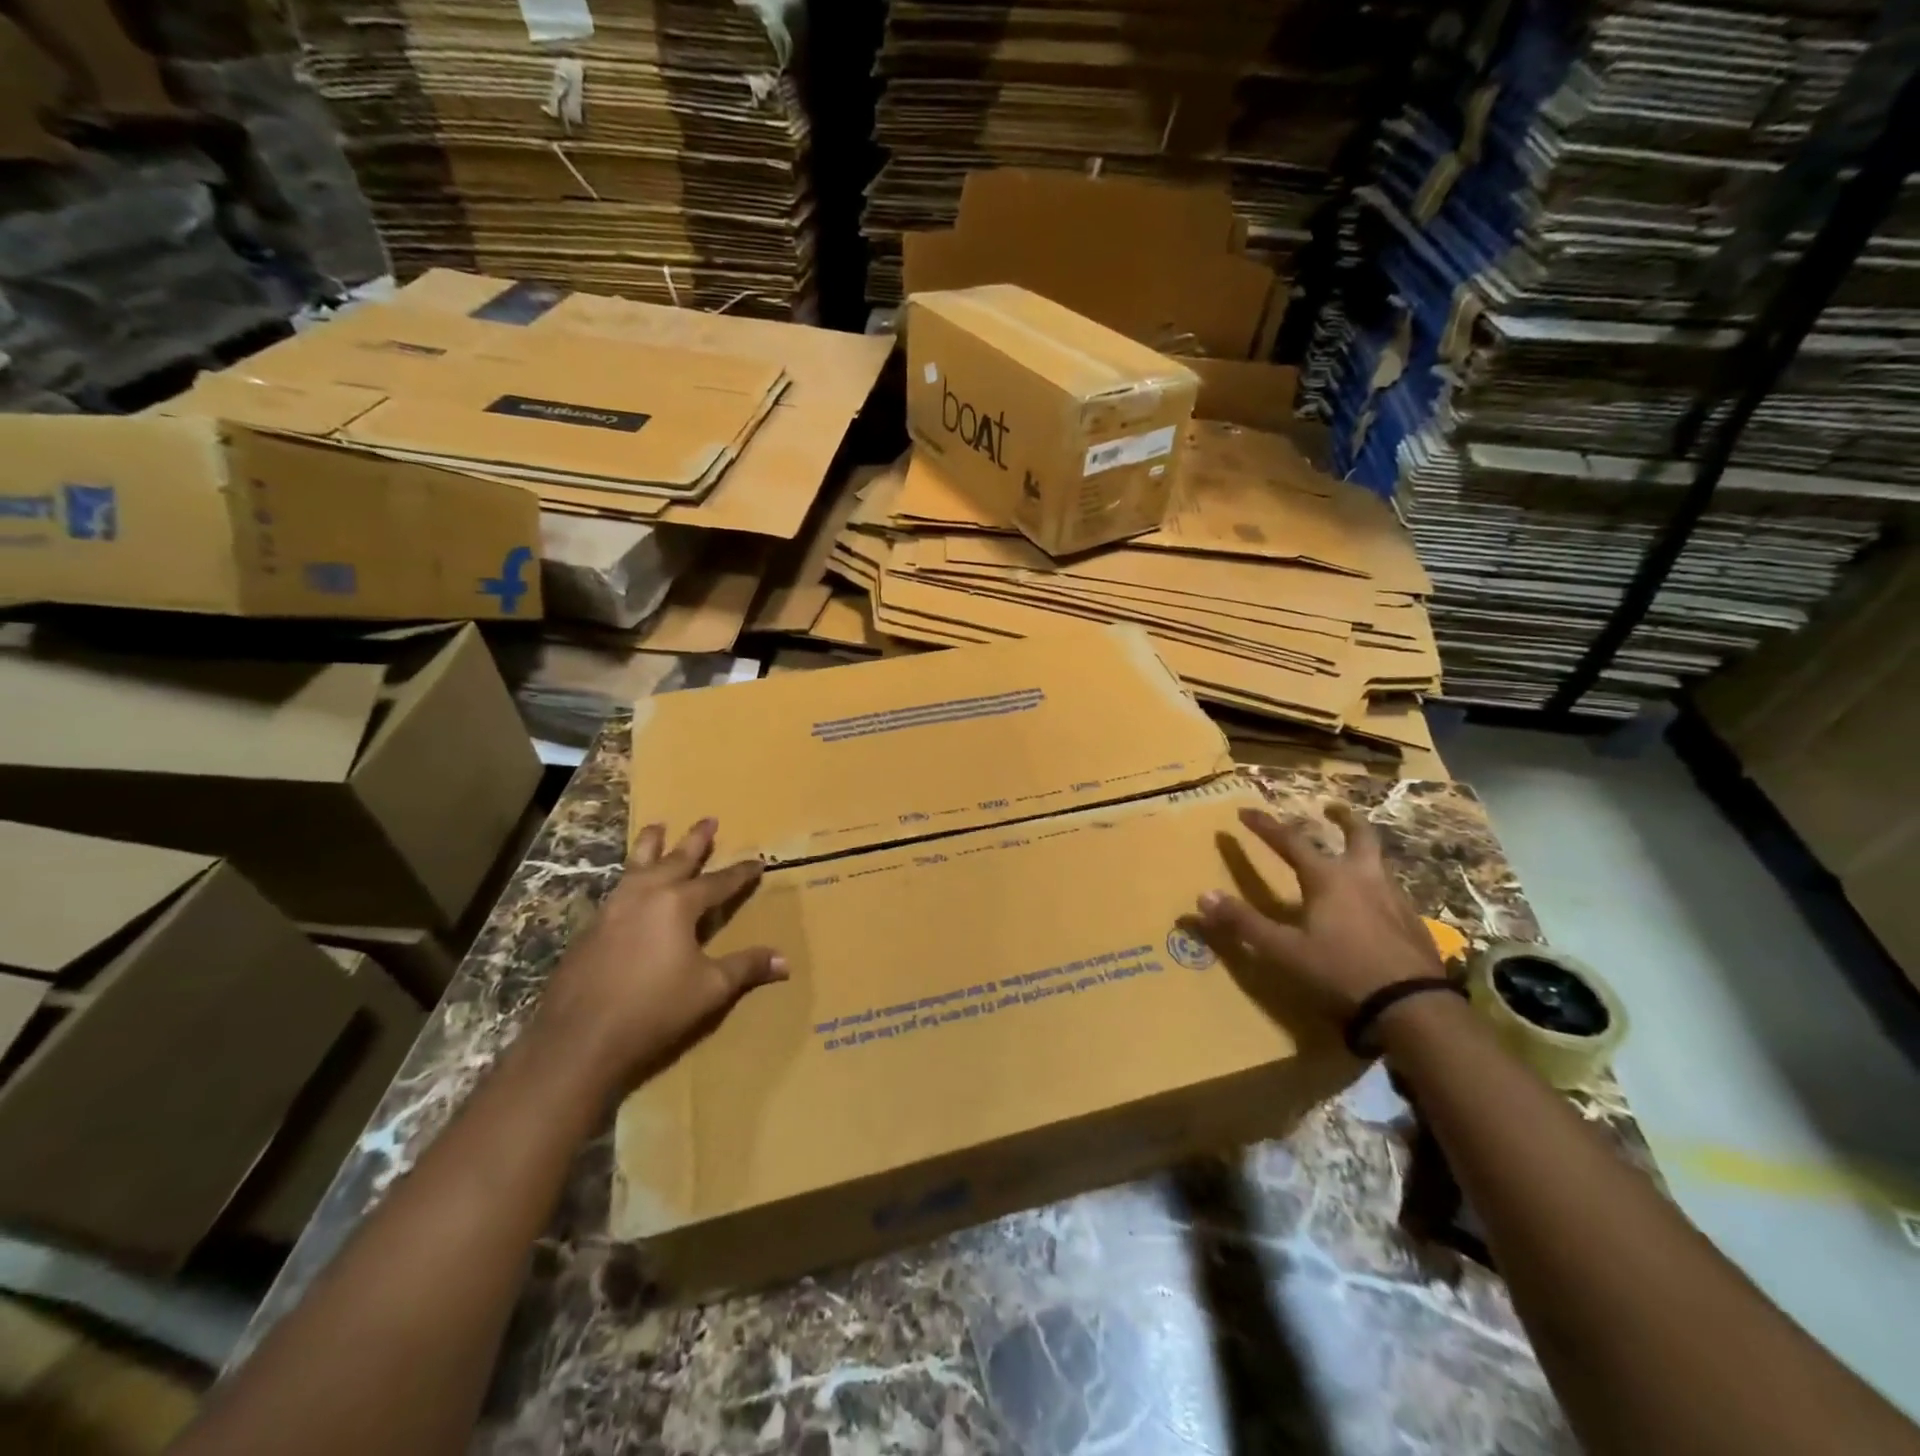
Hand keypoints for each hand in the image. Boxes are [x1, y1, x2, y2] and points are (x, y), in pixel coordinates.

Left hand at [530, 818, 786, 1095]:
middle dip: (695, 840)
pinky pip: (618, 889)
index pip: (718, 882)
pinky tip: (631, 885)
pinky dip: (631, 876)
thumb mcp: (710, 989)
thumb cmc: (653, 1009)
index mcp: (678, 904)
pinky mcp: (591, 928)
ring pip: (637, 865)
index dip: (740, 872)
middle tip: (709, 819)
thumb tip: (785, 961)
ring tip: (657, 826)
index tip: (757, 860)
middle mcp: (645, 895)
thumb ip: (746, 968)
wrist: (578, 1039)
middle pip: (675, 859)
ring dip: (651, 844)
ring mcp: (613, 908)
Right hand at [1194, 802, 1442, 1030]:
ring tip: (1350, 854)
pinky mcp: (1412, 921)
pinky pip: (1390, 890)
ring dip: (1361, 850)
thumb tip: (1203, 897)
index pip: (1290, 841)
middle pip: (1358, 835)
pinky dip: (1375, 884)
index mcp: (1328, 878)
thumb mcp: (1284, 950)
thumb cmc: (1341, 970)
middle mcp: (1363, 877)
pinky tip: (1371, 903)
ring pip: (1377, 861)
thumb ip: (1244, 923)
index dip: (1265, 826)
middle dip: (1343, 819)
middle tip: (1333, 807)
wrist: (1413, 1005)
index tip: (1245, 812)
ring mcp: (1393, 897)